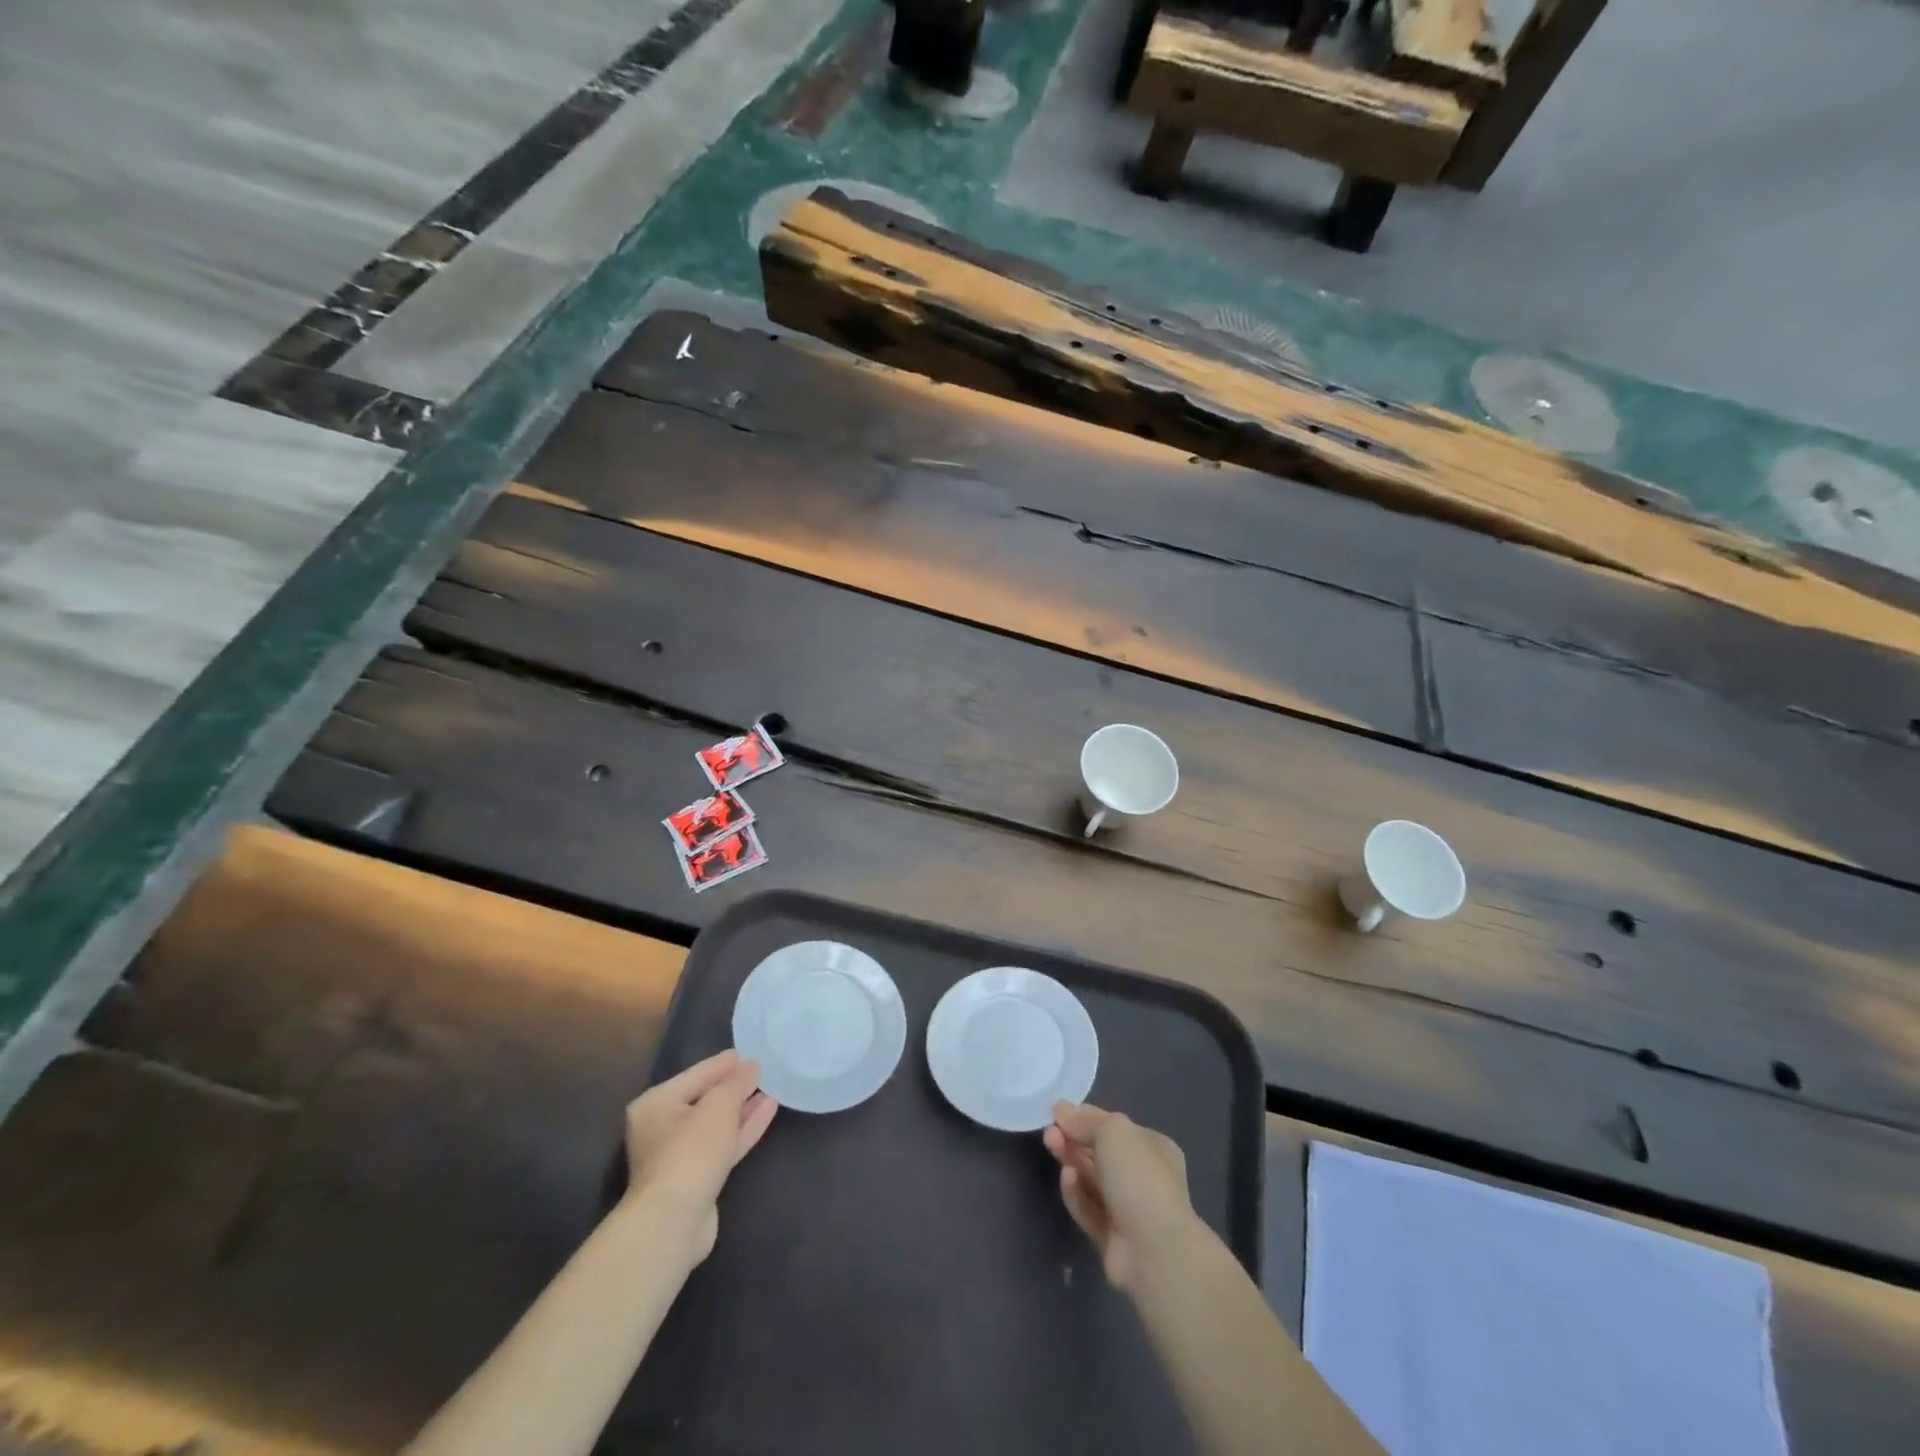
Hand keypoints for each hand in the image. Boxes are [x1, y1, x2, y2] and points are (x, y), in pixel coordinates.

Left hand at [624, 1050, 777, 1261]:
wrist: (674, 1222)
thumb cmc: (690, 1152)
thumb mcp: (719, 1106)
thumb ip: (737, 1082)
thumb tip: (751, 1066)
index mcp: (656, 1103)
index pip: (697, 1074)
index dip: (725, 1064)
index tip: (751, 1053)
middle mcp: (662, 1127)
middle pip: (705, 1099)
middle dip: (735, 1087)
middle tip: (763, 1072)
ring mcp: (679, 1156)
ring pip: (717, 1124)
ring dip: (743, 1109)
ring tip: (772, 1090)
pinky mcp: (697, 1178)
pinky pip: (723, 1145)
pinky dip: (743, 1129)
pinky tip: (767, 1112)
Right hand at [1043, 1101, 1197, 1289]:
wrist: (1154, 1250)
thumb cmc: (1139, 1178)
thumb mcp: (1113, 1132)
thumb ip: (1085, 1120)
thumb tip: (1061, 1108)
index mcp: (1154, 1148)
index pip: (1114, 1127)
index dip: (1086, 1118)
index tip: (1059, 1113)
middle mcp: (1143, 1177)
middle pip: (1100, 1153)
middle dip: (1074, 1140)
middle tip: (1049, 1132)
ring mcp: (1128, 1209)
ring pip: (1092, 1180)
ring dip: (1071, 1162)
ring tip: (1053, 1147)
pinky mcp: (1111, 1237)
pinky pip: (1088, 1208)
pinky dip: (1076, 1192)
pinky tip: (1066, 1179)